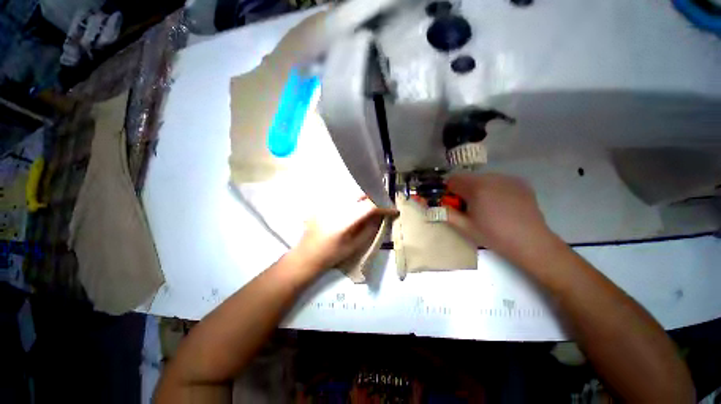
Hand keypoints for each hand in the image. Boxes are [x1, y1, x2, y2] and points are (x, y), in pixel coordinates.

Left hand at [289, 198, 397, 271]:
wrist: (306, 255)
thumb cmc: (331, 255)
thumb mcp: (354, 246)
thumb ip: (369, 229)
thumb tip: (380, 216)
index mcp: (344, 221)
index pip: (369, 206)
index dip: (383, 207)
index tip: (394, 210)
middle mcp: (336, 207)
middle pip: (360, 195)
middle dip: (374, 198)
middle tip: (382, 207)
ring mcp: (327, 204)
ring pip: (352, 193)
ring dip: (364, 198)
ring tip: (371, 205)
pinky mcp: (323, 203)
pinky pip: (342, 196)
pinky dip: (353, 199)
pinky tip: (356, 207)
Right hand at [446, 173, 558, 262]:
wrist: (531, 242)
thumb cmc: (494, 236)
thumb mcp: (465, 227)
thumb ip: (446, 214)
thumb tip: (433, 207)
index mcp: (476, 188)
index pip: (453, 179)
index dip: (449, 191)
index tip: (454, 203)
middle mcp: (492, 178)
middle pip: (468, 177)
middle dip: (463, 190)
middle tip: (470, 207)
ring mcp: (508, 179)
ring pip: (483, 178)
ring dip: (478, 188)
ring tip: (487, 207)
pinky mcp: (520, 183)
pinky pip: (498, 181)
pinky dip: (493, 188)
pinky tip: (501, 204)